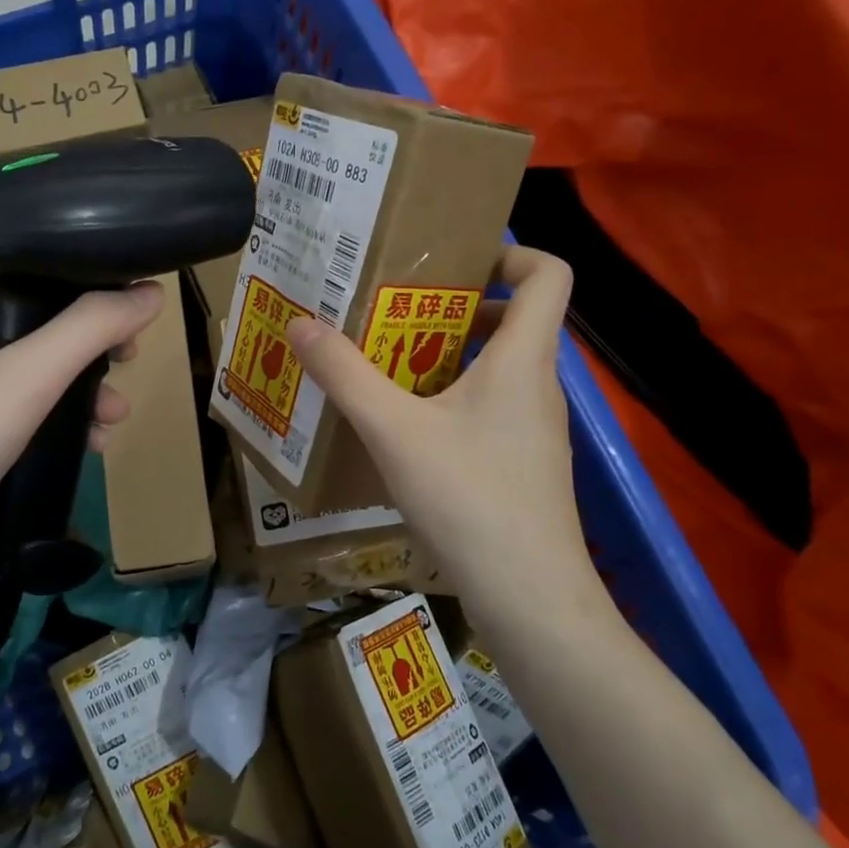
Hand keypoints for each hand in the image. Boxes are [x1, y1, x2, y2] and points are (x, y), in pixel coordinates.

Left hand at [0, 278, 165, 602]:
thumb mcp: (29, 375)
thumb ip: (91, 329)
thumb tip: (153, 292)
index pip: (32, 281)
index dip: (85, 293)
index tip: (128, 314)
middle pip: (43, 334)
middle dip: (92, 354)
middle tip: (128, 364)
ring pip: (39, 382)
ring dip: (83, 396)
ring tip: (114, 420)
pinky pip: (27, 420)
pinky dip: (60, 427)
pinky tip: (88, 447)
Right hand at [285, 248, 590, 609]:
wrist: (529, 595)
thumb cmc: (468, 496)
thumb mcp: (392, 430)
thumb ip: (345, 374)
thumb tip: (300, 323)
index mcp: (521, 359)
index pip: (547, 274)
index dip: (510, 252)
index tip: (454, 263)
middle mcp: (539, 386)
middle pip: (513, 320)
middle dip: (454, 310)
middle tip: (395, 316)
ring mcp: (537, 429)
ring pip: (498, 370)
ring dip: (447, 359)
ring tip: (389, 370)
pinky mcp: (525, 465)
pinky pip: (492, 410)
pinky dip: (453, 402)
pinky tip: (408, 433)